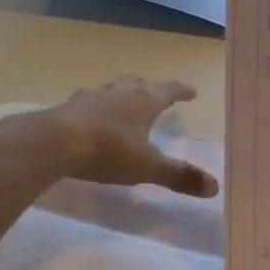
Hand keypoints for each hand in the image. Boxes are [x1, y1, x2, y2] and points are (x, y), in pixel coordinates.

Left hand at [39, 77, 219, 197]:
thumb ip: (179, 176)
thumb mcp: (147, 167)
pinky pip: (88, 102)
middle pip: (139, 83)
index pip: (169, 90)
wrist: (54, 142)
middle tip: (157, 94)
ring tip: (124, 102)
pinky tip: (90, 116)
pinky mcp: (69, 107)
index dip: (182, 91)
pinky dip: (96, 106)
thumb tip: (215, 186)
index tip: (191, 92)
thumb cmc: (108, 151)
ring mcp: (92, 96)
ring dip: (122, 94)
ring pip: (113, 89)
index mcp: (144, 101)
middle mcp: (120, 92)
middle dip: (151, 89)